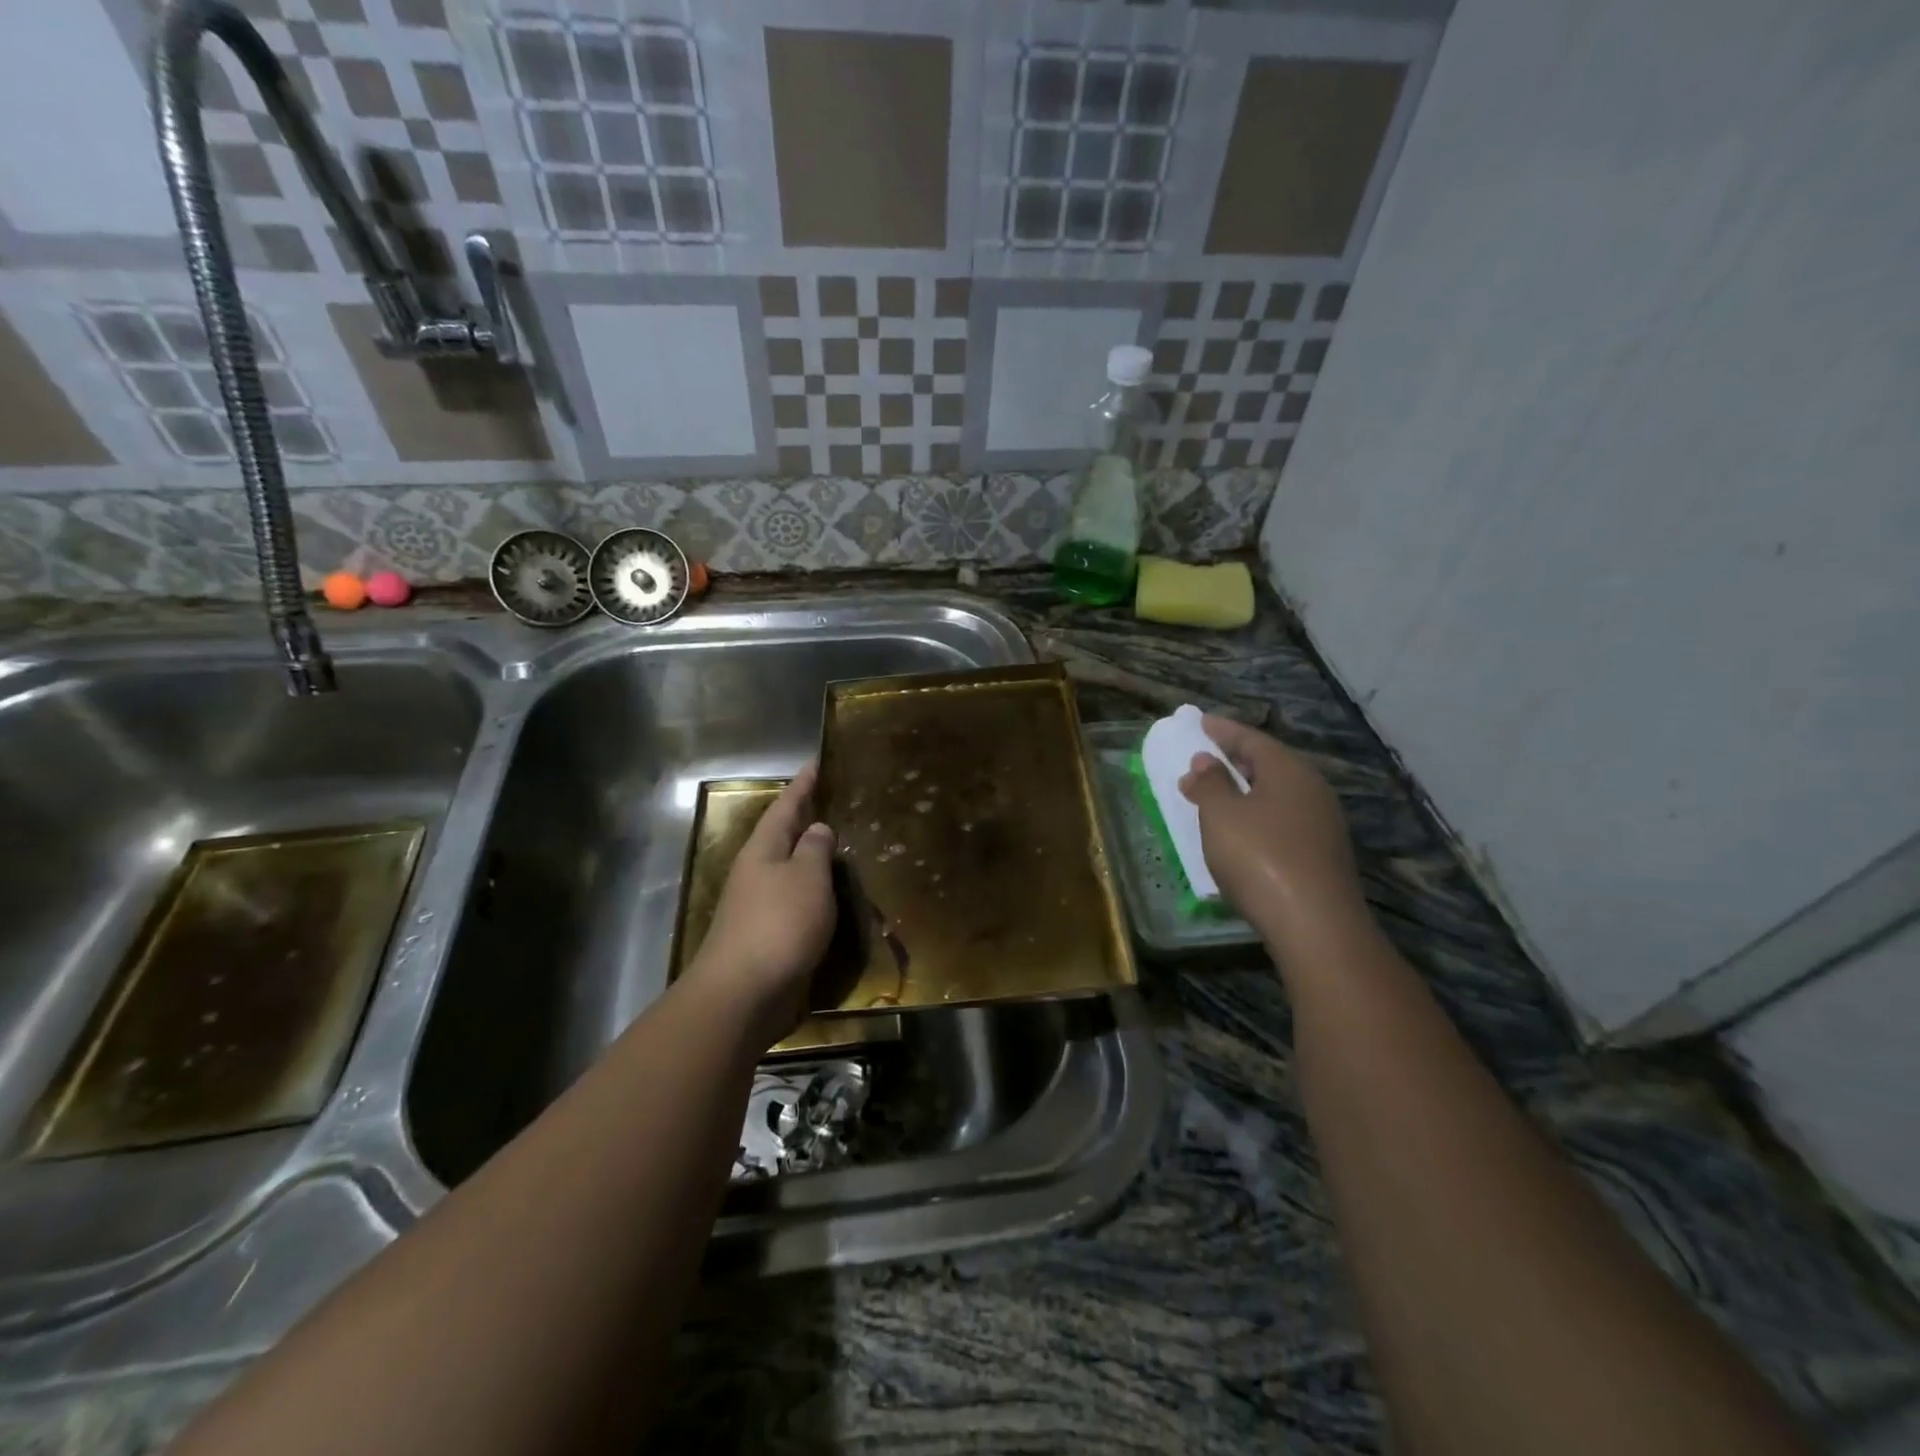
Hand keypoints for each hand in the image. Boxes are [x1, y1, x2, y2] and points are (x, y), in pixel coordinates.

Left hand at [689, 763, 836, 1048]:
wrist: (743, 993)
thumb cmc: (779, 924)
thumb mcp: (807, 878)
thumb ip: (814, 849)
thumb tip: (816, 828)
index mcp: (763, 850)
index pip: (785, 807)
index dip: (801, 785)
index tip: (814, 764)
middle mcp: (756, 873)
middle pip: (781, 837)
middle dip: (802, 820)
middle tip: (829, 802)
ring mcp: (757, 906)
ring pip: (787, 870)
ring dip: (808, 858)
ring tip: (836, 847)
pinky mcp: (765, 937)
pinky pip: (794, 901)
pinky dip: (811, 892)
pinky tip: (828, 898)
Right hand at [1179, 716, 1366, 945]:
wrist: (1316, 926)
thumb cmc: (1261, 858)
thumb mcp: (1221, 815)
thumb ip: (1208, 784)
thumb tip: (1203, 763)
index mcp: (1289, 771)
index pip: (1252, 739)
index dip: (1222, 730)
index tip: (1200, 722)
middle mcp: (1312, 790)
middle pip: (1269, 764)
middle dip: (1235, 759)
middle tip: (1205, 755)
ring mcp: (1322, 824)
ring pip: (1277, 794)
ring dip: (1245, 790)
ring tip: (1216, 793)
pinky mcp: (1321, 855)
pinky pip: (1282, 820)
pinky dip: (1257, 815)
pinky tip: (1241, 831)